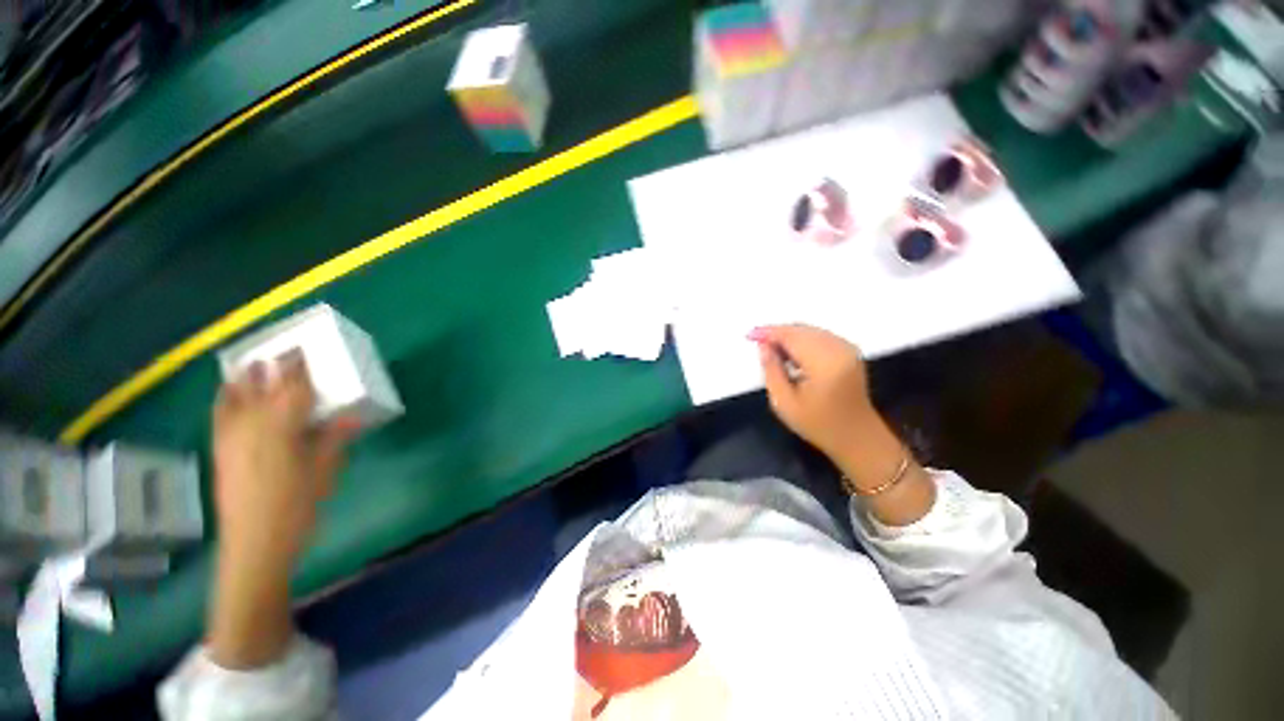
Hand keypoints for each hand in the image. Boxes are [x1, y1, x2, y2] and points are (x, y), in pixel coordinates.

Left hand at [212, 355, 356, 566]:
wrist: (254, 544)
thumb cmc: (296, 508)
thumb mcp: (324, 473)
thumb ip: (333, 440)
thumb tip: (351, 417)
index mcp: (282, 429)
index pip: (292, 390)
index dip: (298, 369)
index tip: (304, 351)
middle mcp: (252, 427)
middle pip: (261, 389)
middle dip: (272, 369)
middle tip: (282, 352)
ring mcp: (231, 438)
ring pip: (235, 399)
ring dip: (244, 380)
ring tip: (251, 364)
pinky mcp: (221, 451)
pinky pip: (220, 417)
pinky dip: (224, 400)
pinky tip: (228, 394)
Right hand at [749, 324, 875, 466]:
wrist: (857, 437)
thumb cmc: (817, 424)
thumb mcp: (784, 402)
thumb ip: (771, 370)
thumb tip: (763, 346)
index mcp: (824, 362)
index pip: (792, 336)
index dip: (769, 333)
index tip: (750, 335)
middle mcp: (839, 349)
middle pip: (801, 330)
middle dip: (778, 333)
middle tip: (757, 342)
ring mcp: (847, 348)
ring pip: (810, 331)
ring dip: (789, 336)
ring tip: (771, 350)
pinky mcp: (849, 351)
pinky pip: (819, 336)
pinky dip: (802, 339)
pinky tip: (790, 353)